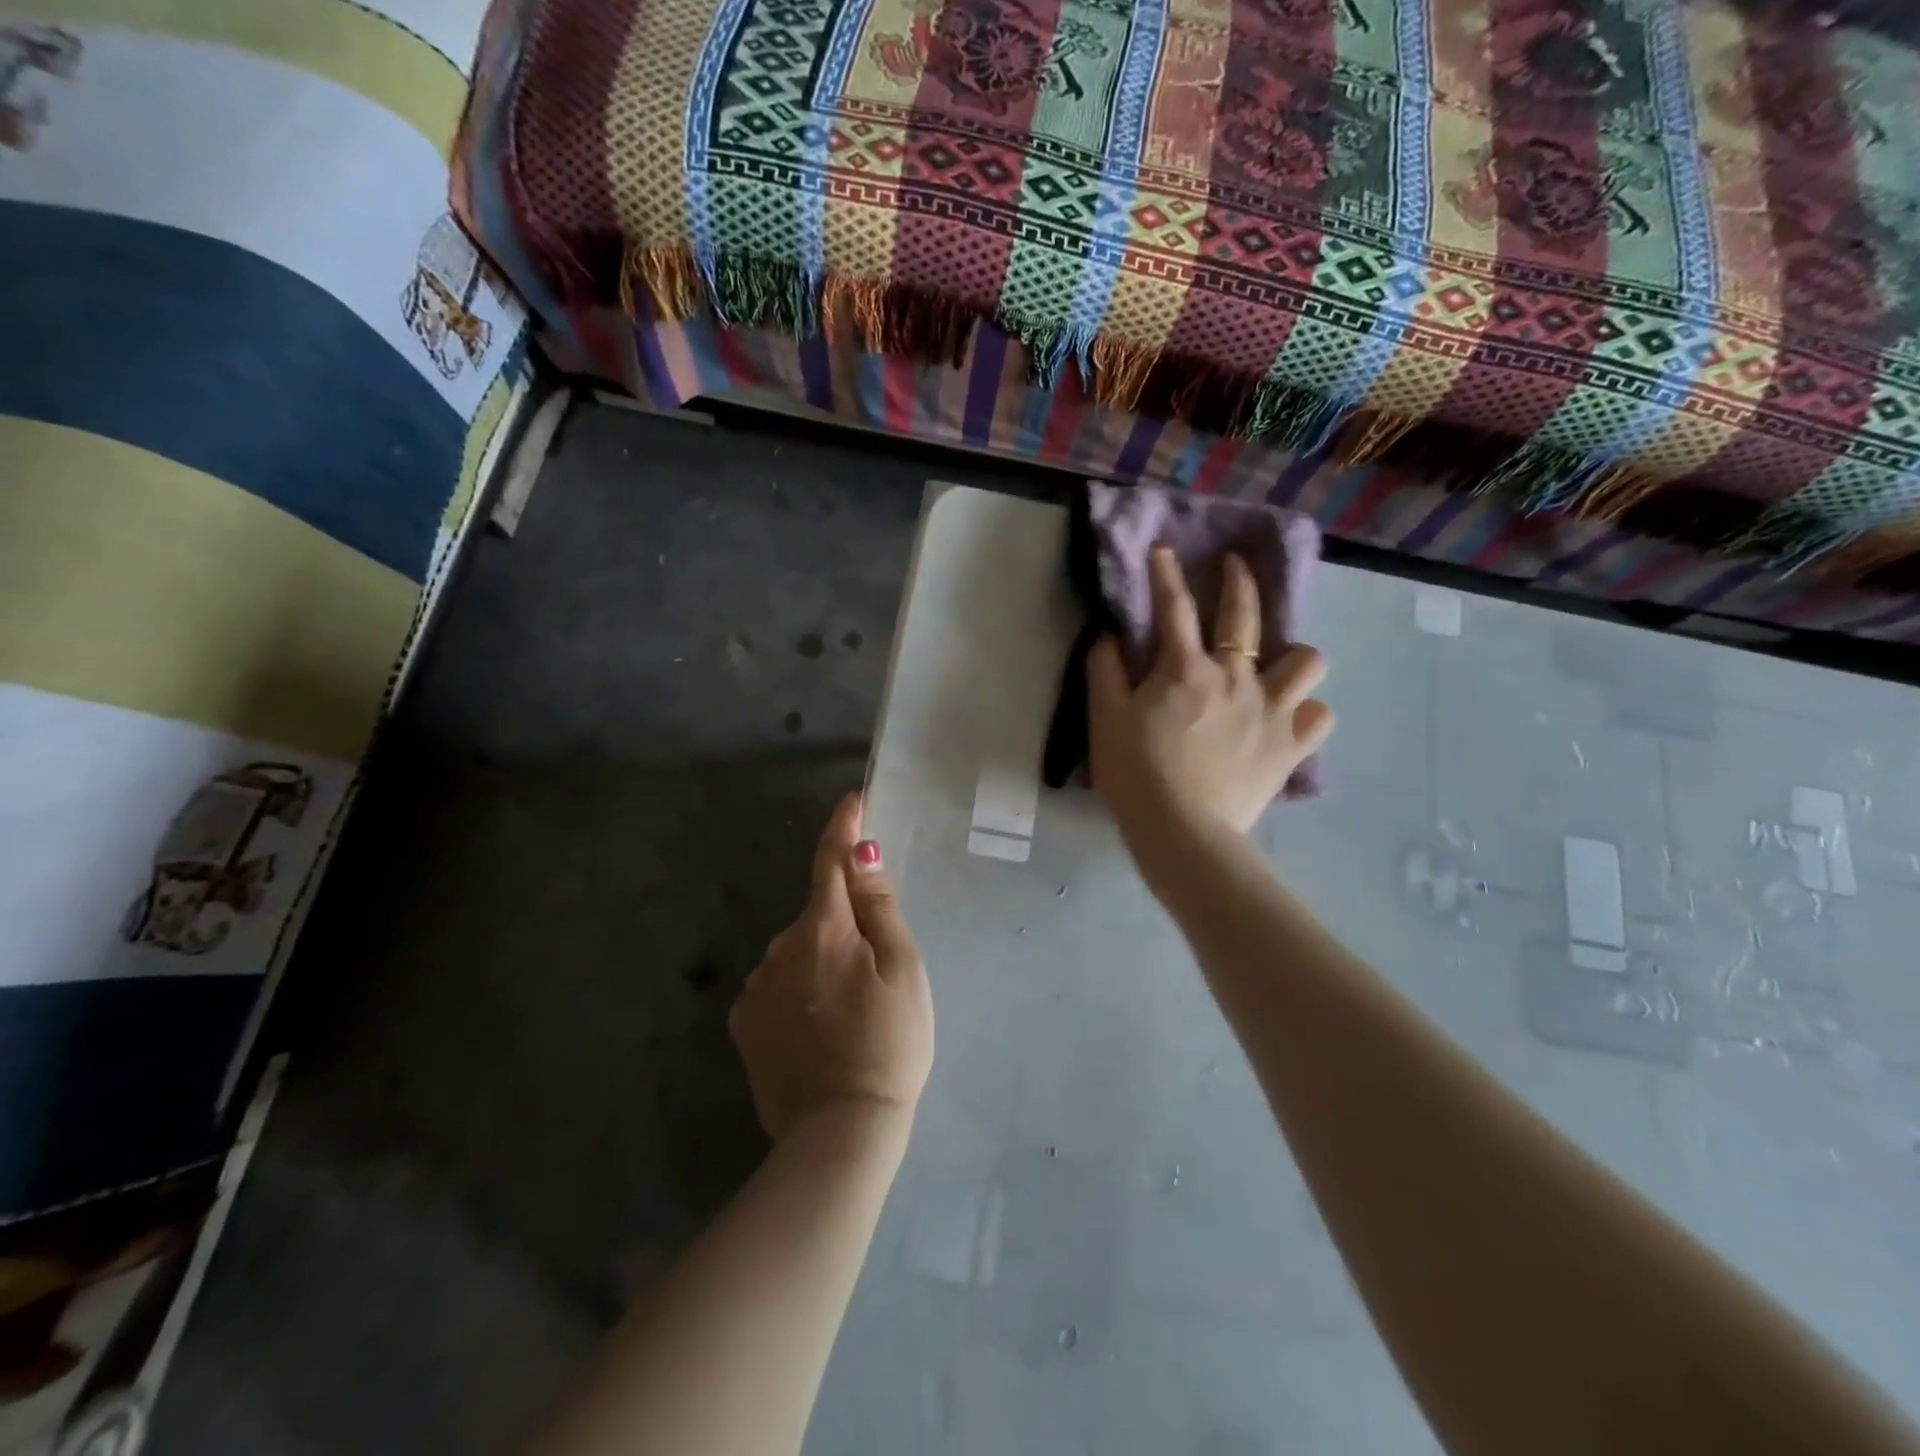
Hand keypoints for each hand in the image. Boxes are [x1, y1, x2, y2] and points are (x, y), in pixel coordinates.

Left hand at [729, 793, 933, 1142]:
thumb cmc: (889, 1044)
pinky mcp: (744, 1024)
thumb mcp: (903, 970)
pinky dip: (797, 989)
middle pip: (817, 913)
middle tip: (876, 969)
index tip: (853, 800)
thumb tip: (861, 851)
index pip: (831, 860)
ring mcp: (757, 987)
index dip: (843, 826)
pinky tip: (817, 1027)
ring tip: (848, 1009)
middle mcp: (780, 948)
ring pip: (796, 950)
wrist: (840, 1132)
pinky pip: (776, 984)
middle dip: (843, 922)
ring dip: (819, 958)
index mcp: (824, 929)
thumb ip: (879, 907)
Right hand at [1088, 547, 1333, 847]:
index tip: (1164, 550)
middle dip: (1240, 581)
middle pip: (1245, 616)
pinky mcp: (1291, 746)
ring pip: (1307, 661)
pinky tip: (1290, 719)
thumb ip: (1105, 669)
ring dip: (1293, 658)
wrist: (1181, 831)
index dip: (1166, 574)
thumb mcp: (1104, 719)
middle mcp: (1236, 678)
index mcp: (1186, 670)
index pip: (1175, 608)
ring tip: (1278, 668)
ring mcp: (1272, 711)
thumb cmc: (1135, 773)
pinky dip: (1307, 713)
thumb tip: (1110, 633)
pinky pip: (1319, 716)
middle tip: (1236, 565)